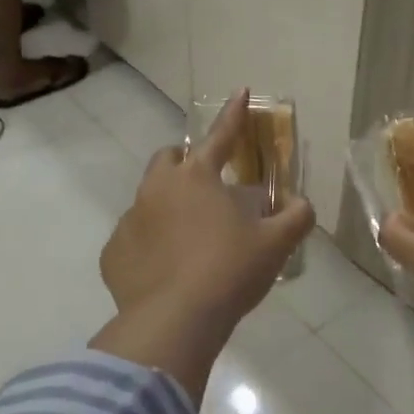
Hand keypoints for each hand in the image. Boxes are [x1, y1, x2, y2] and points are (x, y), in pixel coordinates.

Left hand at [94, 90, 314, 400]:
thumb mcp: (276, 244)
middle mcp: (157, 189)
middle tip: (209, 187)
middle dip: (187, 162)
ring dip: (169, 206)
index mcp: (197, 177)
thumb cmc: (230, 272)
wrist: (175, 322)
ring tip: (190, 238)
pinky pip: (134, 239)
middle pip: (169, 159)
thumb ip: (296, 217)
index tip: (241, 92)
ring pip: (149, 199)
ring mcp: (130, 220)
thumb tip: (300, 204)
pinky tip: (167, 270)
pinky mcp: (114, 253)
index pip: (221, 136)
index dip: (234, 114)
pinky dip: (151, 244)